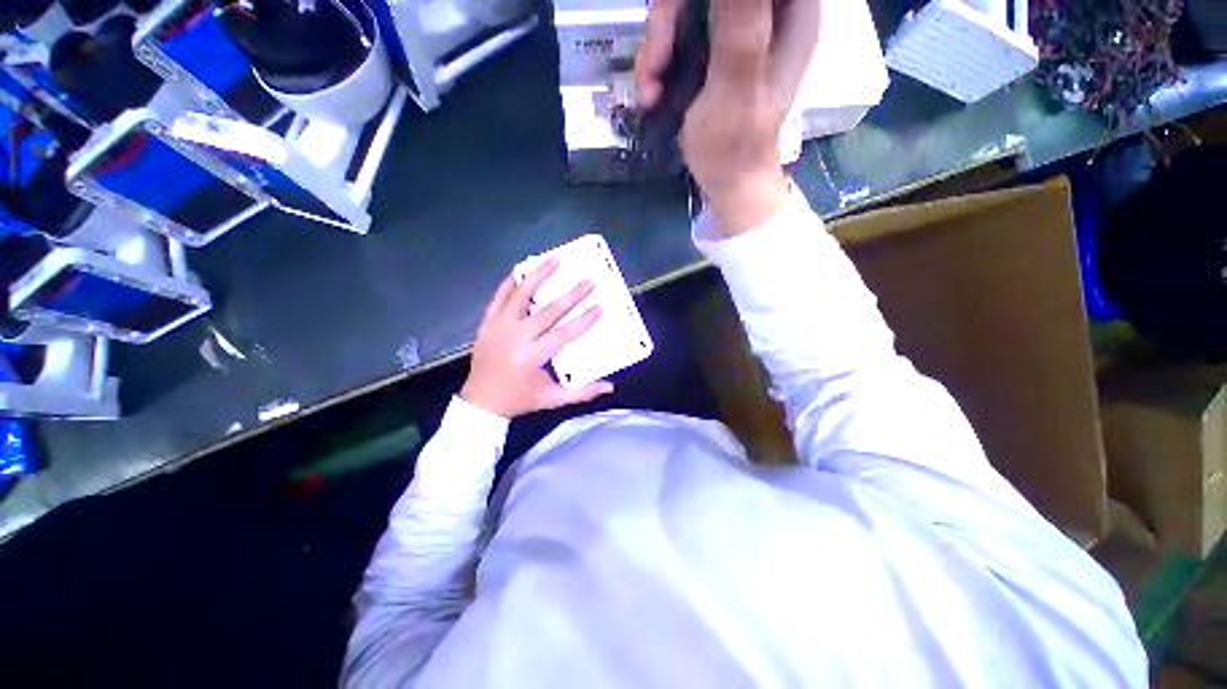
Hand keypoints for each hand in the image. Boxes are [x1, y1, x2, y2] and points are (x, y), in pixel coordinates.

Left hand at [461, 257, 614, 418]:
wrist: (479, 402)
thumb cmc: (520, 399)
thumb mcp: (552, 399)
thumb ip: (582, 393)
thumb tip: (610, 386)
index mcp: (532, 357)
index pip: (563, 334)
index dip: (583, 320)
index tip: (600, 307)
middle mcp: (516, 338)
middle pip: (548, 311)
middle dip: (572, 294)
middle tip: (589, 279)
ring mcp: (499, 327)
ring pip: (521, 295)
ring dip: (539, 275)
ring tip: (555, 259)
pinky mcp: (487, 322)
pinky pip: (499, 296)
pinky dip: (511, 281)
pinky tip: (522, 268)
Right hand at [635, 0, 820, 233]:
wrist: (728, 183)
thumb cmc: (735, 146)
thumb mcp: (736, 83)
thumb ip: (739, 20)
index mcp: (788, 10)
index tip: (676, 17)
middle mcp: (765, 12)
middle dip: (668, 21)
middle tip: (655, 64)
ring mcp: (737, 31)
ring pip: (685, 9)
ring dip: (657, 47)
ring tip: (649, 92)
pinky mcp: (715, 51)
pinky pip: (678, 34)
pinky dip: (659, 62)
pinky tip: (652, 93)